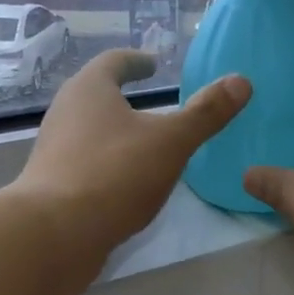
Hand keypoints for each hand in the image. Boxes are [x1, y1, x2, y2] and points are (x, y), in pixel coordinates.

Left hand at [12, 50, 249, 284]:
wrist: (54, 234)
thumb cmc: (115, 174)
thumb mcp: (171, 142)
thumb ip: (205, 113)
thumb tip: (241, 81)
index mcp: (89, 89)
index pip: (114, 61)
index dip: (136, 61)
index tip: (153, 65)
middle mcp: (65, 111)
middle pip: (96, 94)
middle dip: (123, 95)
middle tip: (153, 102)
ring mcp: (54, 149)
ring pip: (89, 129)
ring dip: (115, 130)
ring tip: (144, 142)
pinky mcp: (52, 184)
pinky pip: (85, 161)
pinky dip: (107, 161)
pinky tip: (126, 181)